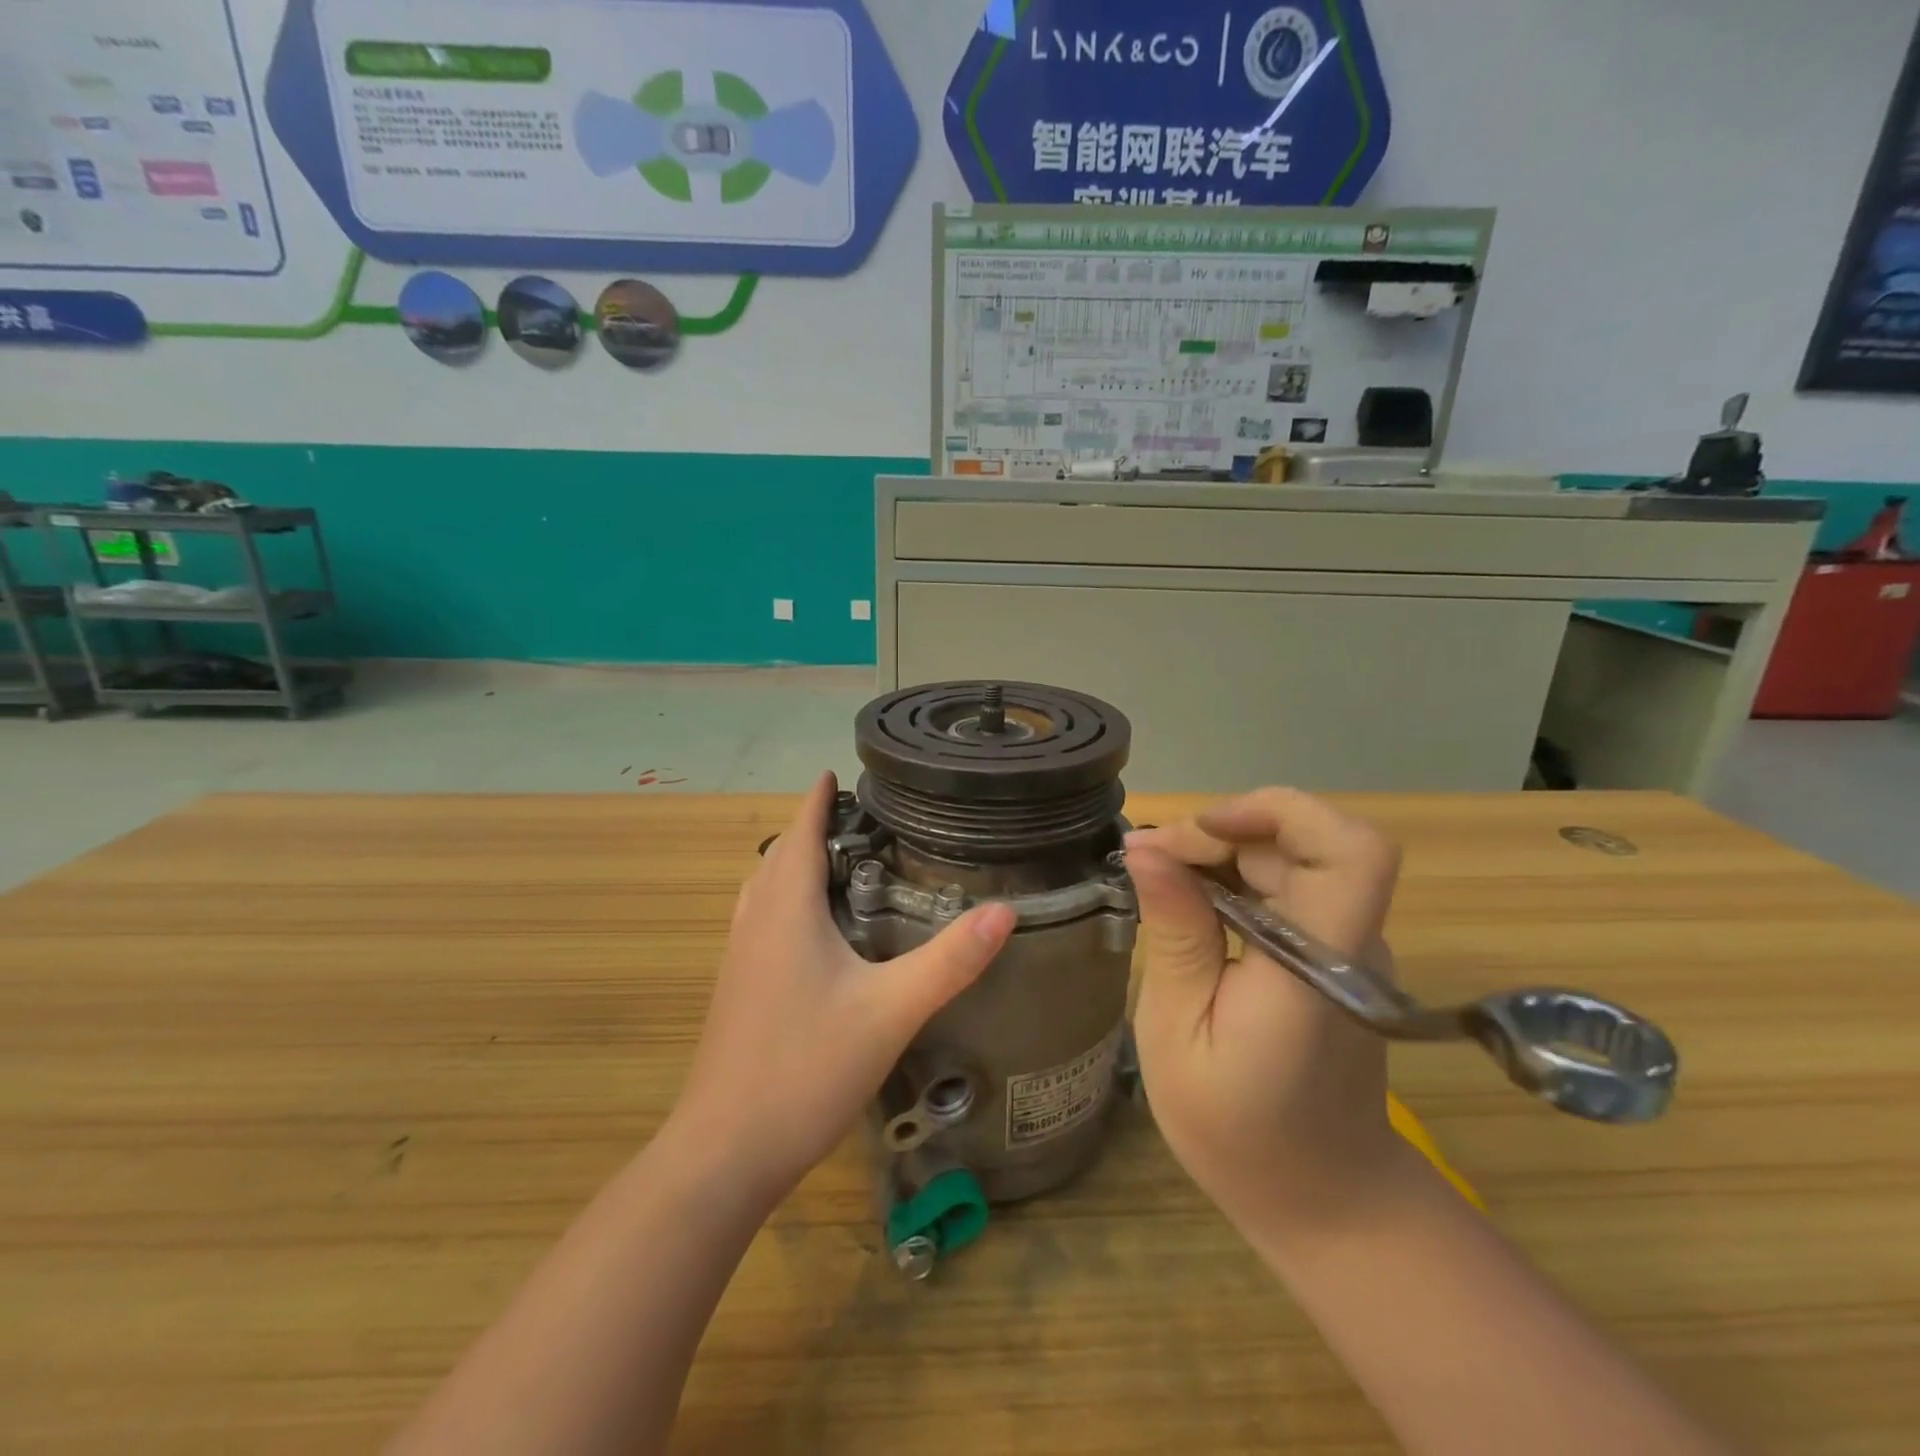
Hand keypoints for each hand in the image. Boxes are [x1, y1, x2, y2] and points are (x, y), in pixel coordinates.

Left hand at [674, 774, 1016, 1204]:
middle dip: (811, 828)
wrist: (725, 1151)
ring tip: (837, 861)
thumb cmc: (806, 1068)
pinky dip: (785, 901)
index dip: (818, 799)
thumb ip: (949, 960)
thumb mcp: (891, 1011)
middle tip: (858, 817)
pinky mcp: (737, 990)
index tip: (837, 772)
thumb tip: (1005, 910)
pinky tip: (813, 931)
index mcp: (786, 911)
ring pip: (765, 890)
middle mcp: (756, 923)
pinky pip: (761, 921)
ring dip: (794, 864)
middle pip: (780, 857)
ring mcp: (740, 959)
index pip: (801, 833)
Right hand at [1125, 788, 1404, 1229]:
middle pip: (1305, 844)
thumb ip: (1175, 936)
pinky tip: (1191, 905)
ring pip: (1294, 859)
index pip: (1351, 853)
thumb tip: (1146, 848)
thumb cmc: (1238, 1131)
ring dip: (1224, 852)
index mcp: (1317, 968)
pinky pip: (1290, 889)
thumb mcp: (1178, 1033)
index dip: (1281, 812)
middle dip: (1221, 832)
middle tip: (1148, 859)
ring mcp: (1348, 949)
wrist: (1324, 1197)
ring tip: (1159, 877)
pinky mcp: (1335, 955)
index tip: (1203, 828)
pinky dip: (1237, 878)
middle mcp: (1349, 944)